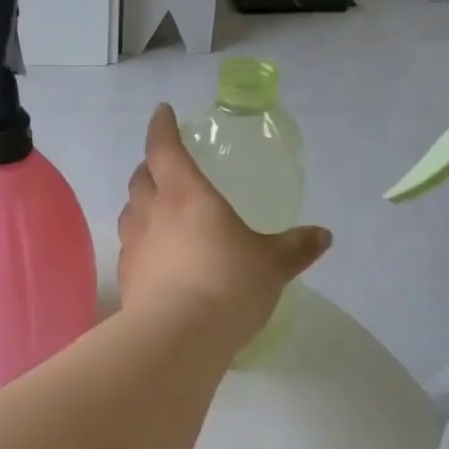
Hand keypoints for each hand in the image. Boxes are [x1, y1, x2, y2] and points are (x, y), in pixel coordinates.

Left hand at [118, 105, 330, 352]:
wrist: (178, 336)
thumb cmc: (229, 284)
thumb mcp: (272, 264)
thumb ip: (296, 247)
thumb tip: (323, 235)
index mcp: (186, 193)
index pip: (165, 148)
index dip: (162, 127)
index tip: (163, 113)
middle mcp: (152, 211)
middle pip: (141, 177)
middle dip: (151, 166)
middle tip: (165, 166)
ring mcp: (134, 244)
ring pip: (130, 210)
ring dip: (141, 202)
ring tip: (158, 208)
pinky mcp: (126, 276)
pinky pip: (130, 245)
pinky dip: (141, 239)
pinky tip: (155, 254)